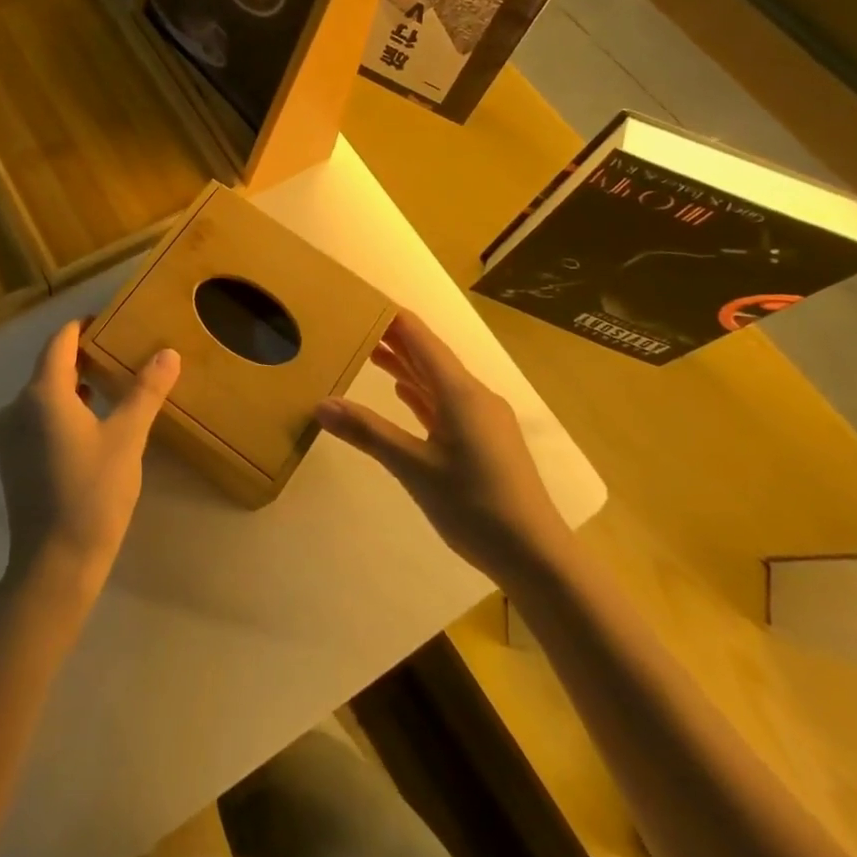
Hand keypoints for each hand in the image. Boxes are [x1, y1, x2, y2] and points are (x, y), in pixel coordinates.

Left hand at [0, 320, 180, 599]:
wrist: (54, 564)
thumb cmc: (93, 493)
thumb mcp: (127, 438)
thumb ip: (145, 391)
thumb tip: (168, 353)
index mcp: (42, 393)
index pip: (60, 341)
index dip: (83, 326)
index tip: (110, 321)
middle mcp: (17, 407)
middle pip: (50, 366)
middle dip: (83, 355)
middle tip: (120, 353)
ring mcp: (10, 435)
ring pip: (43, 394)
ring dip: (74, 384)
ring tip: (110, 385)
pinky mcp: (12, 460)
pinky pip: (37, 417)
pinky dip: (62, 409)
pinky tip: (90, 424)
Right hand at [316, 310, 566, 574]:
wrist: (535, 556)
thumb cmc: (474, 505)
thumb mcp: (413, 468)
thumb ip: (367, 432)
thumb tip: (320, 404)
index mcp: (459, 392)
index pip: (420, 337)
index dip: (390, 316)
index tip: (358, 301)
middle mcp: (473, 396)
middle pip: (428, 355)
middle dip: (393, 338)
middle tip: (352, 323)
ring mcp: (481, 419)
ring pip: (437, 380)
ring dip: (406, 365)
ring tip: (369, 352)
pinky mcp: (484, 440)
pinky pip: (446, 403)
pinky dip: (421, 394)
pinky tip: (403, 392)